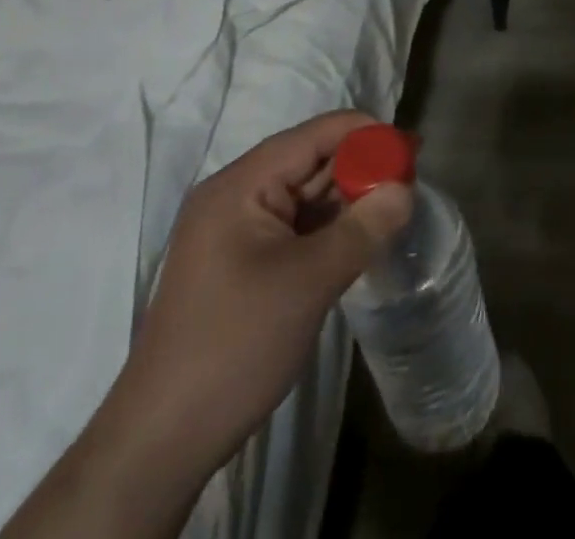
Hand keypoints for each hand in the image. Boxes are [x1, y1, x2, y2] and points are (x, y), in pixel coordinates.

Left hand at [1, 110, 411, 538]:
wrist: (163, 441)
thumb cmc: (235, 345)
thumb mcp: (310, 282)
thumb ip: (363, 227)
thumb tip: (406, 188)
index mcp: (242, 185)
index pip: (315, 135)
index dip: (366, 134)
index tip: (412, 148)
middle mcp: (236, 195)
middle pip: (311, 159)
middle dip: (362, 164)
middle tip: (412, 177)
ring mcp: (237, 229)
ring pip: (306, 193)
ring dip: (349, 195)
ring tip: (397, 203)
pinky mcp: (242, 260)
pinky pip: (296, 224)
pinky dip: (331, 224)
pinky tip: (363, 234)